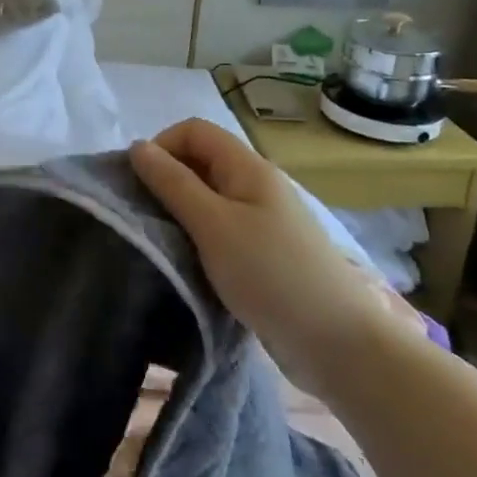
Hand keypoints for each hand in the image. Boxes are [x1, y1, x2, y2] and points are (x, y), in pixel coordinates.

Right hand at [129, 119, 393, 393]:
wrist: (340, 345)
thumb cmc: (271, 275)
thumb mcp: (213, 225)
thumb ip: (173, 183)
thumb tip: (136, 146)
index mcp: (248, 168)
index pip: (194, 131)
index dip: (162, 146)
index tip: (139, 185)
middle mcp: (257, 185)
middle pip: (201, 161)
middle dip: (167, 180)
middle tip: (144, 217)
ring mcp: (263, 221)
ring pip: (209, 198)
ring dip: (180, 212)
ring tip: (161, 243)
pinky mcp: (264, 254)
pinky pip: (221, 229)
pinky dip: (198, 238)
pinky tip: (188, 264)